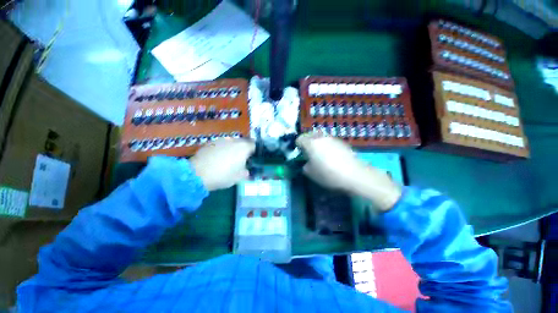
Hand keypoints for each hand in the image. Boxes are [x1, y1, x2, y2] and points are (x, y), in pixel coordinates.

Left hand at [190, 138, 254, 190]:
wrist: (198, 173)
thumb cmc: (223, 175)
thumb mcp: (238, 177)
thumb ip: (245, 172)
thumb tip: (246, 170)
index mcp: (243, 148)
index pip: (254, 145)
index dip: (254, 151)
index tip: (252, 158)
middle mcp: (234, 141)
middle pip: (243, 142)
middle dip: (244, 149)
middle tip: (241, 159)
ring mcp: (221, 140)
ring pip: (231, 142)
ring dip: (233, 148)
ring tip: (228, 158)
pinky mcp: (210, 142)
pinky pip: (221, 144)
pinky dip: (222, 149)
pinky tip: (217, 158)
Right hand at [296, 133, 401, 210]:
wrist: (354, 174)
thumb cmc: (328, 173)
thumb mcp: (310, 173)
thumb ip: (305, 166)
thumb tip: (307, 163)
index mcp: (311, 143)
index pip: (300, 139)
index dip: (297, 145)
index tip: (299, 153)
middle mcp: (321, 137)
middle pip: (310, 134)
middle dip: (307, 141)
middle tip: (308, 152)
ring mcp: (333, 139)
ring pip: (321, 137)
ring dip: (318, 143)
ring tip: (320, 154)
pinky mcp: (342, 142)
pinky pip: (330, 141)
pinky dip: (327, 145)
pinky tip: (332, 156)